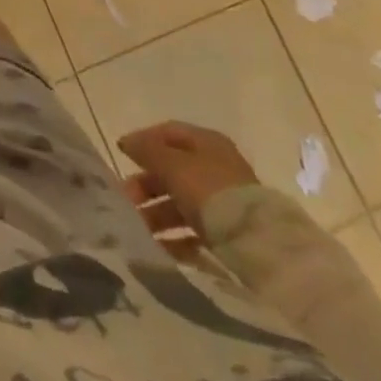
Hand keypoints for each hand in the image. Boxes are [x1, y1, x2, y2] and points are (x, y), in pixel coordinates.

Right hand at [117, 121, 259, 258]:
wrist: (260, 245)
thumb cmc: (211, 191)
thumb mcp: (173, 165)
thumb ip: (147, 151)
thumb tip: (126, 141)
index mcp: (207, 142)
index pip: (168, 133)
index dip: (143, 141)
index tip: (121, 156)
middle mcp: (216, 167)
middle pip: (172, 169)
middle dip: (146, 184)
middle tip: (126, 200)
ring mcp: (224, 201)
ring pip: (181, 201)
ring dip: (157, 213)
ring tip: (137, 228)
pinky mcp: (229, 233)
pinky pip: (195, 229)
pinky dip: (176, 237)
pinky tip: (160, 247)